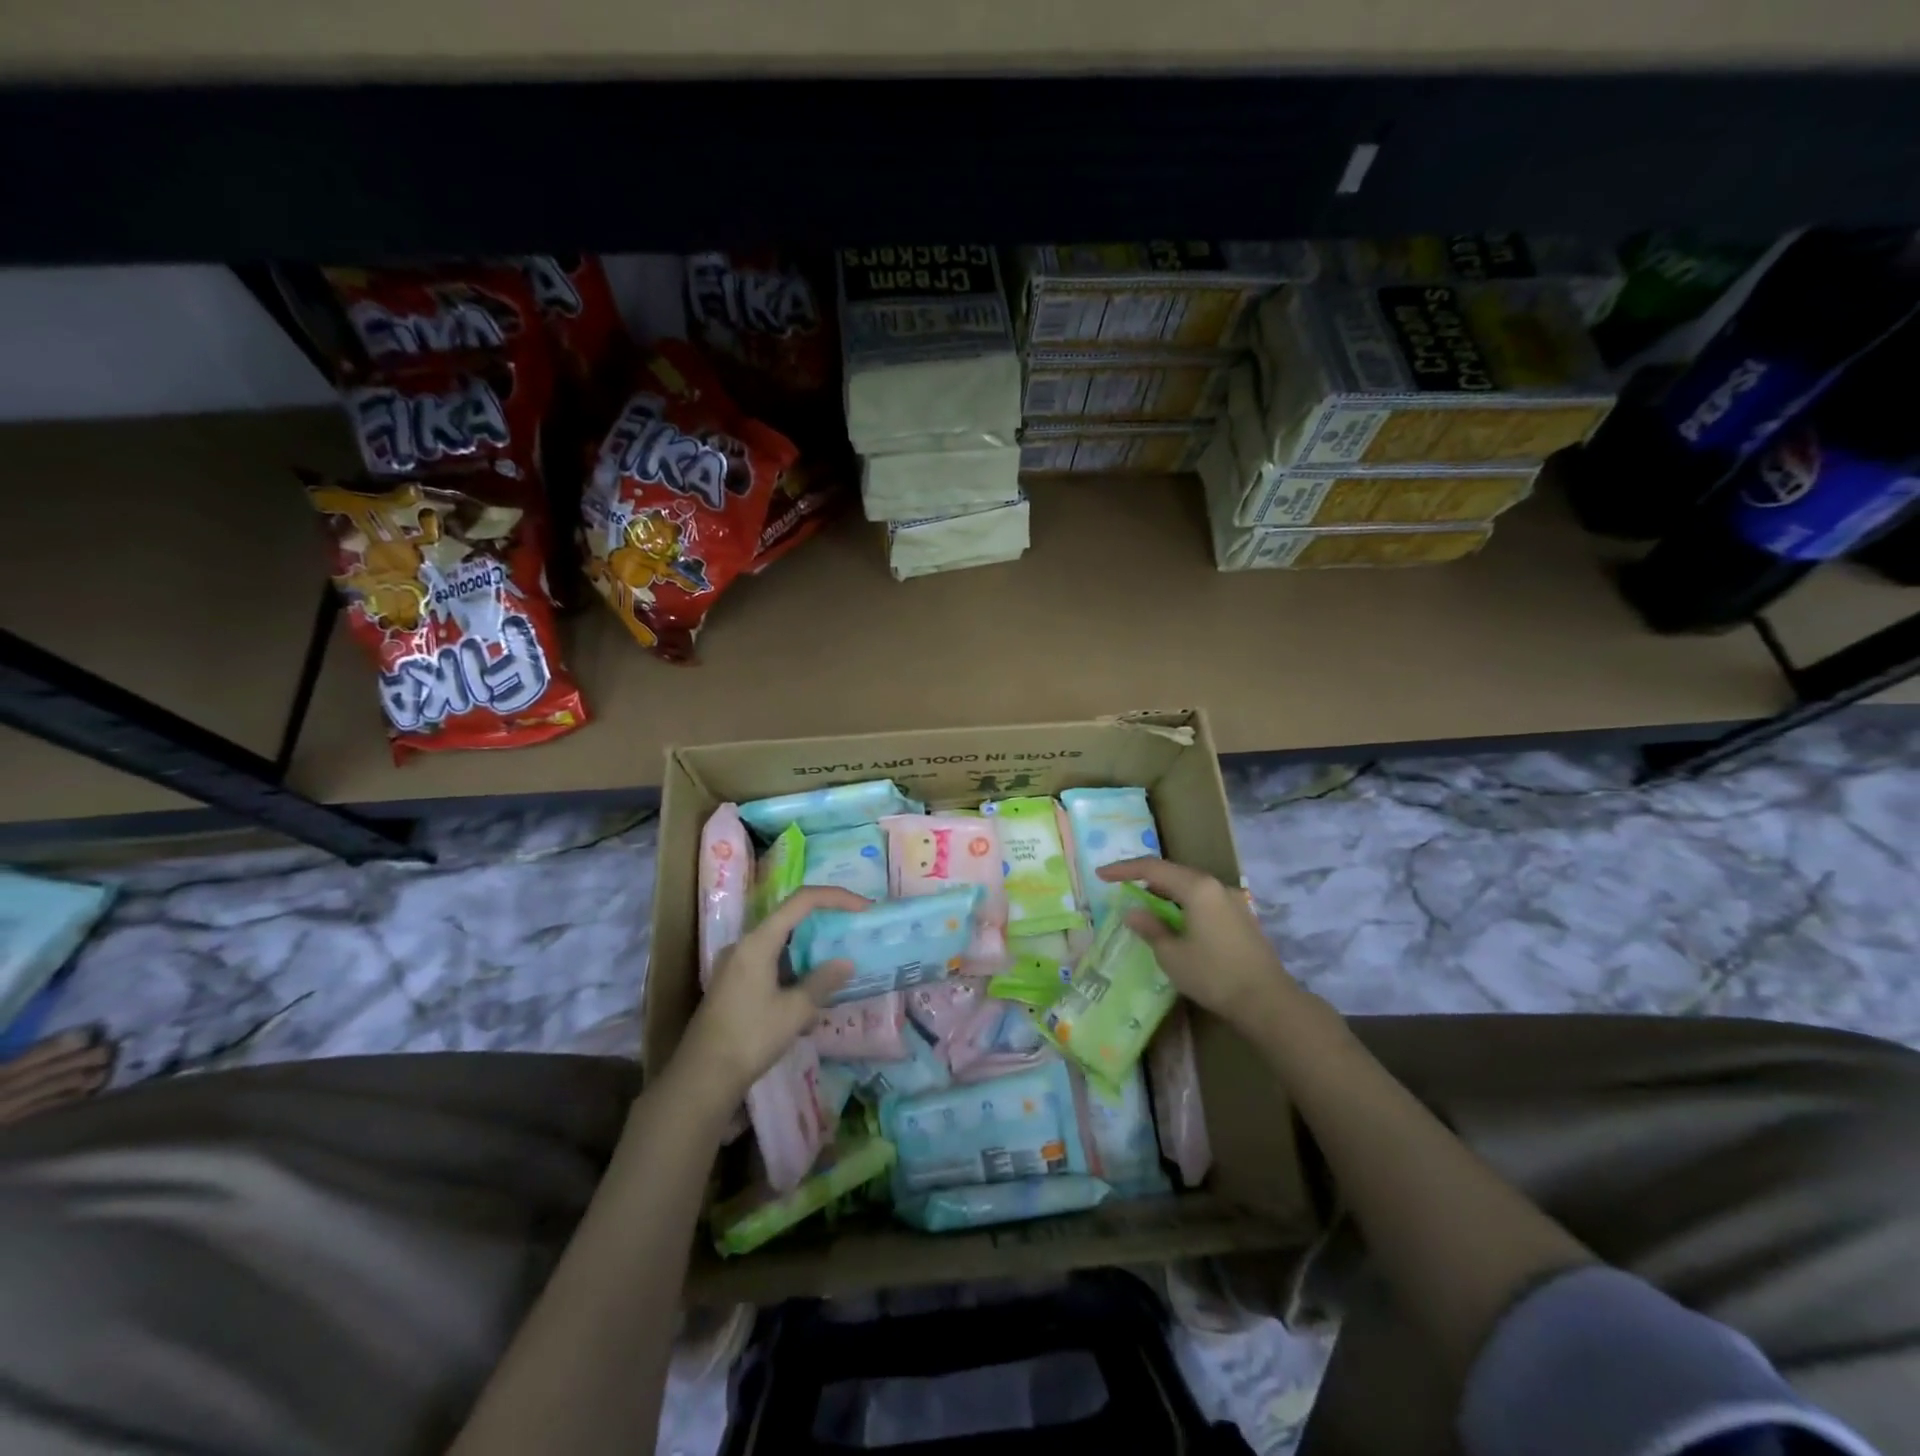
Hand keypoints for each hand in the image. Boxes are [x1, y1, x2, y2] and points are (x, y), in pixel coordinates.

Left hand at [677, 887, 863, 1109]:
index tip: (864, 908)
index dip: (836, 897)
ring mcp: (735, 964)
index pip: (802, 901)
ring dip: (808, 954)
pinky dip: (792, 971)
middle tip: (852, 934)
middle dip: (823, 924)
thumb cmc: (750, 1038)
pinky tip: (807, 1002)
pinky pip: (769, 964)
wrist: (701, 1078)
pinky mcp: (732, 984)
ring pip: (780, 945)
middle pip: (790, 919)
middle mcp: (744, 945)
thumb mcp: (795, 1011)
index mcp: (758, 941)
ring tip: (834, 973)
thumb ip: (823, 981)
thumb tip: (846, 963)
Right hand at [1097, 857, 1296, 1027]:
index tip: (1101, 875)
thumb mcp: (1171, 955)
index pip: (1152, 868)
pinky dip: (1185, 905)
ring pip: (1191, 887)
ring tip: (1147, 908)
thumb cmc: (1213, 975)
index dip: (1124, 870)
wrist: (1267, 1002)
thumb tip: (1133, 912)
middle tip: (1123, 889)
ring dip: (1166, 893)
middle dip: (1146, 880)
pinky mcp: (1242, 918)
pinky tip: (1177, 923)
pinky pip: (1205, 901)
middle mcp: (1216, 886)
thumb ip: (1150, 928)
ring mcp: (1234, 901)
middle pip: (1174, 873)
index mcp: (1197, 888)